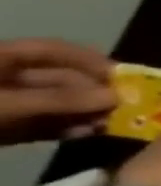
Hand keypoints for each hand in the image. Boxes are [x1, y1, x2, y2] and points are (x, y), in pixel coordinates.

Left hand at [0, 39, 114, 144]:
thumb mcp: (6, 103)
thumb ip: (59, 100)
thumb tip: (117, 97)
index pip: (51, 50)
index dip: (89, 59)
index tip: (124, 75)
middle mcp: (4, 78)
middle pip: (58, 80)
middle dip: (92, 93)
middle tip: (124, 106)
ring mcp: (3, 105)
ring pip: (54, 104)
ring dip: (84, 113)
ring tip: (110, 123)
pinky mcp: (2, 129)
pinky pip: (40, 124)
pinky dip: (65, 129)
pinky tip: (86, 134)